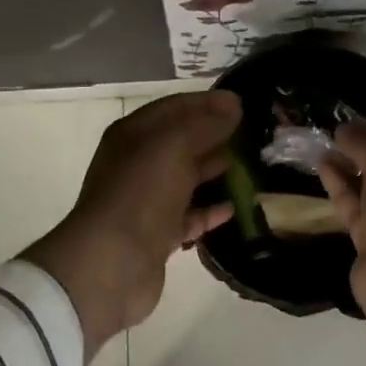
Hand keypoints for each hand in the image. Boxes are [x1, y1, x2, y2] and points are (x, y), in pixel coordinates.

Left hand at [23, 91, 239, 360]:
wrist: (111, 263)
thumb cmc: (141, 192)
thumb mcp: (175, 145)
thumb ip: (206, 124)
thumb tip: (233, 106)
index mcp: (134, 134)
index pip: (175, 107)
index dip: (207, 103)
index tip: (242, 103)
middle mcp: (138, 163)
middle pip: (182, 142)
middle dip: (215, 136)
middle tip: (254, 135)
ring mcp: (147, 200)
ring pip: (187, 178)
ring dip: (216, 171)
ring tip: (252, 167)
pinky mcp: (158, 234)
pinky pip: (190, 215)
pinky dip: (210, 210)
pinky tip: (235, 207)